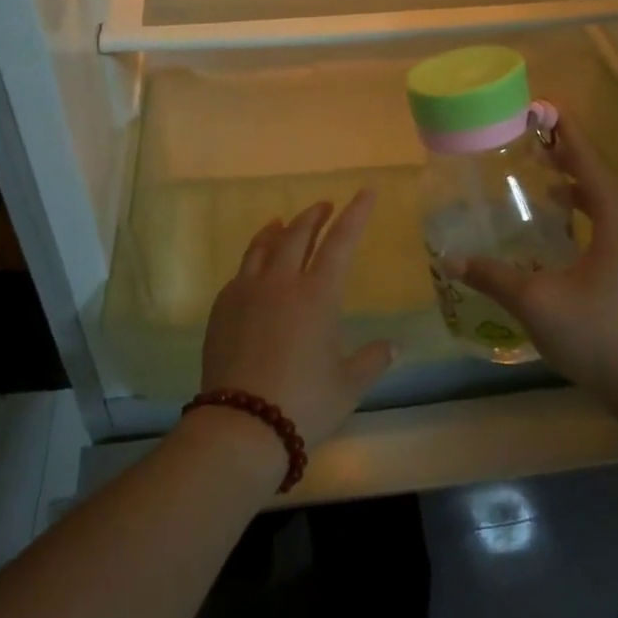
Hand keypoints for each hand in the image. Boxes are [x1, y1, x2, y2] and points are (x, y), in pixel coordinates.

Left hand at [199, 189, 395, 448]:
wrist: (241, 425)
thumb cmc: (304, 403)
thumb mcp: (349, 384)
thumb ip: (373, 359)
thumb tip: (395, 345)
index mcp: (317, 295)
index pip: (341, 242)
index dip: (355, 214)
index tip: (365, 192)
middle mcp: (281, 282)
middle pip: (298, 234)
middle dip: (315, 216)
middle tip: (325, 206)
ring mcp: (247, 291)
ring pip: (264, 246)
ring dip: (279, 229)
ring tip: (284, 222)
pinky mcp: (222, 307)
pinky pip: (242, 270)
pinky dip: (255, 257)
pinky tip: (257, 265)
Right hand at [443, 112, 617, 408]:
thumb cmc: (600, 335)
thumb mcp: (538, 303)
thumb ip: (495, 278)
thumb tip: (453, 259)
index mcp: (617, 226)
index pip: (591, 168)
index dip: (569, 137)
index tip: (548, 110)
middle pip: (600, 184)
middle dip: (569, 160)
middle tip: (535, 144)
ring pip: (605, 211)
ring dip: (576, 191)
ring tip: (544, 184)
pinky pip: (605, 233)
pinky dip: (581, 220)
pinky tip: (558, 240)